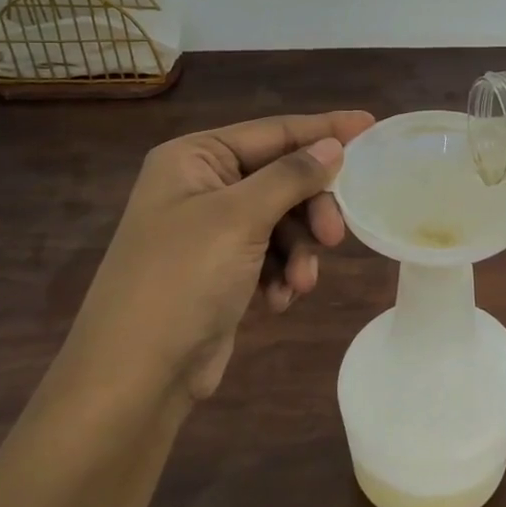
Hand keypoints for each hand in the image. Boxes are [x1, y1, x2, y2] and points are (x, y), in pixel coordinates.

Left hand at [58, 111, 374, 401]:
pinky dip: (282, 273)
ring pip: (283, 219)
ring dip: (298, 251)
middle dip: (311, 209)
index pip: (273, 132)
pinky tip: (278, 300)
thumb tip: (333, 145)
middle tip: (335, 235)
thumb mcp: (240, 218)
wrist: (134, 380)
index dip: (324, 130)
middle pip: (282, 178)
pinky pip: (271, 253)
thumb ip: (292, 175)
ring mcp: (210, 230)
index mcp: (194, 157)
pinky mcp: (221, 268)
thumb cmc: (182, 281)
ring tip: (300, 284)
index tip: (371, 127)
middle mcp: (202, 185)